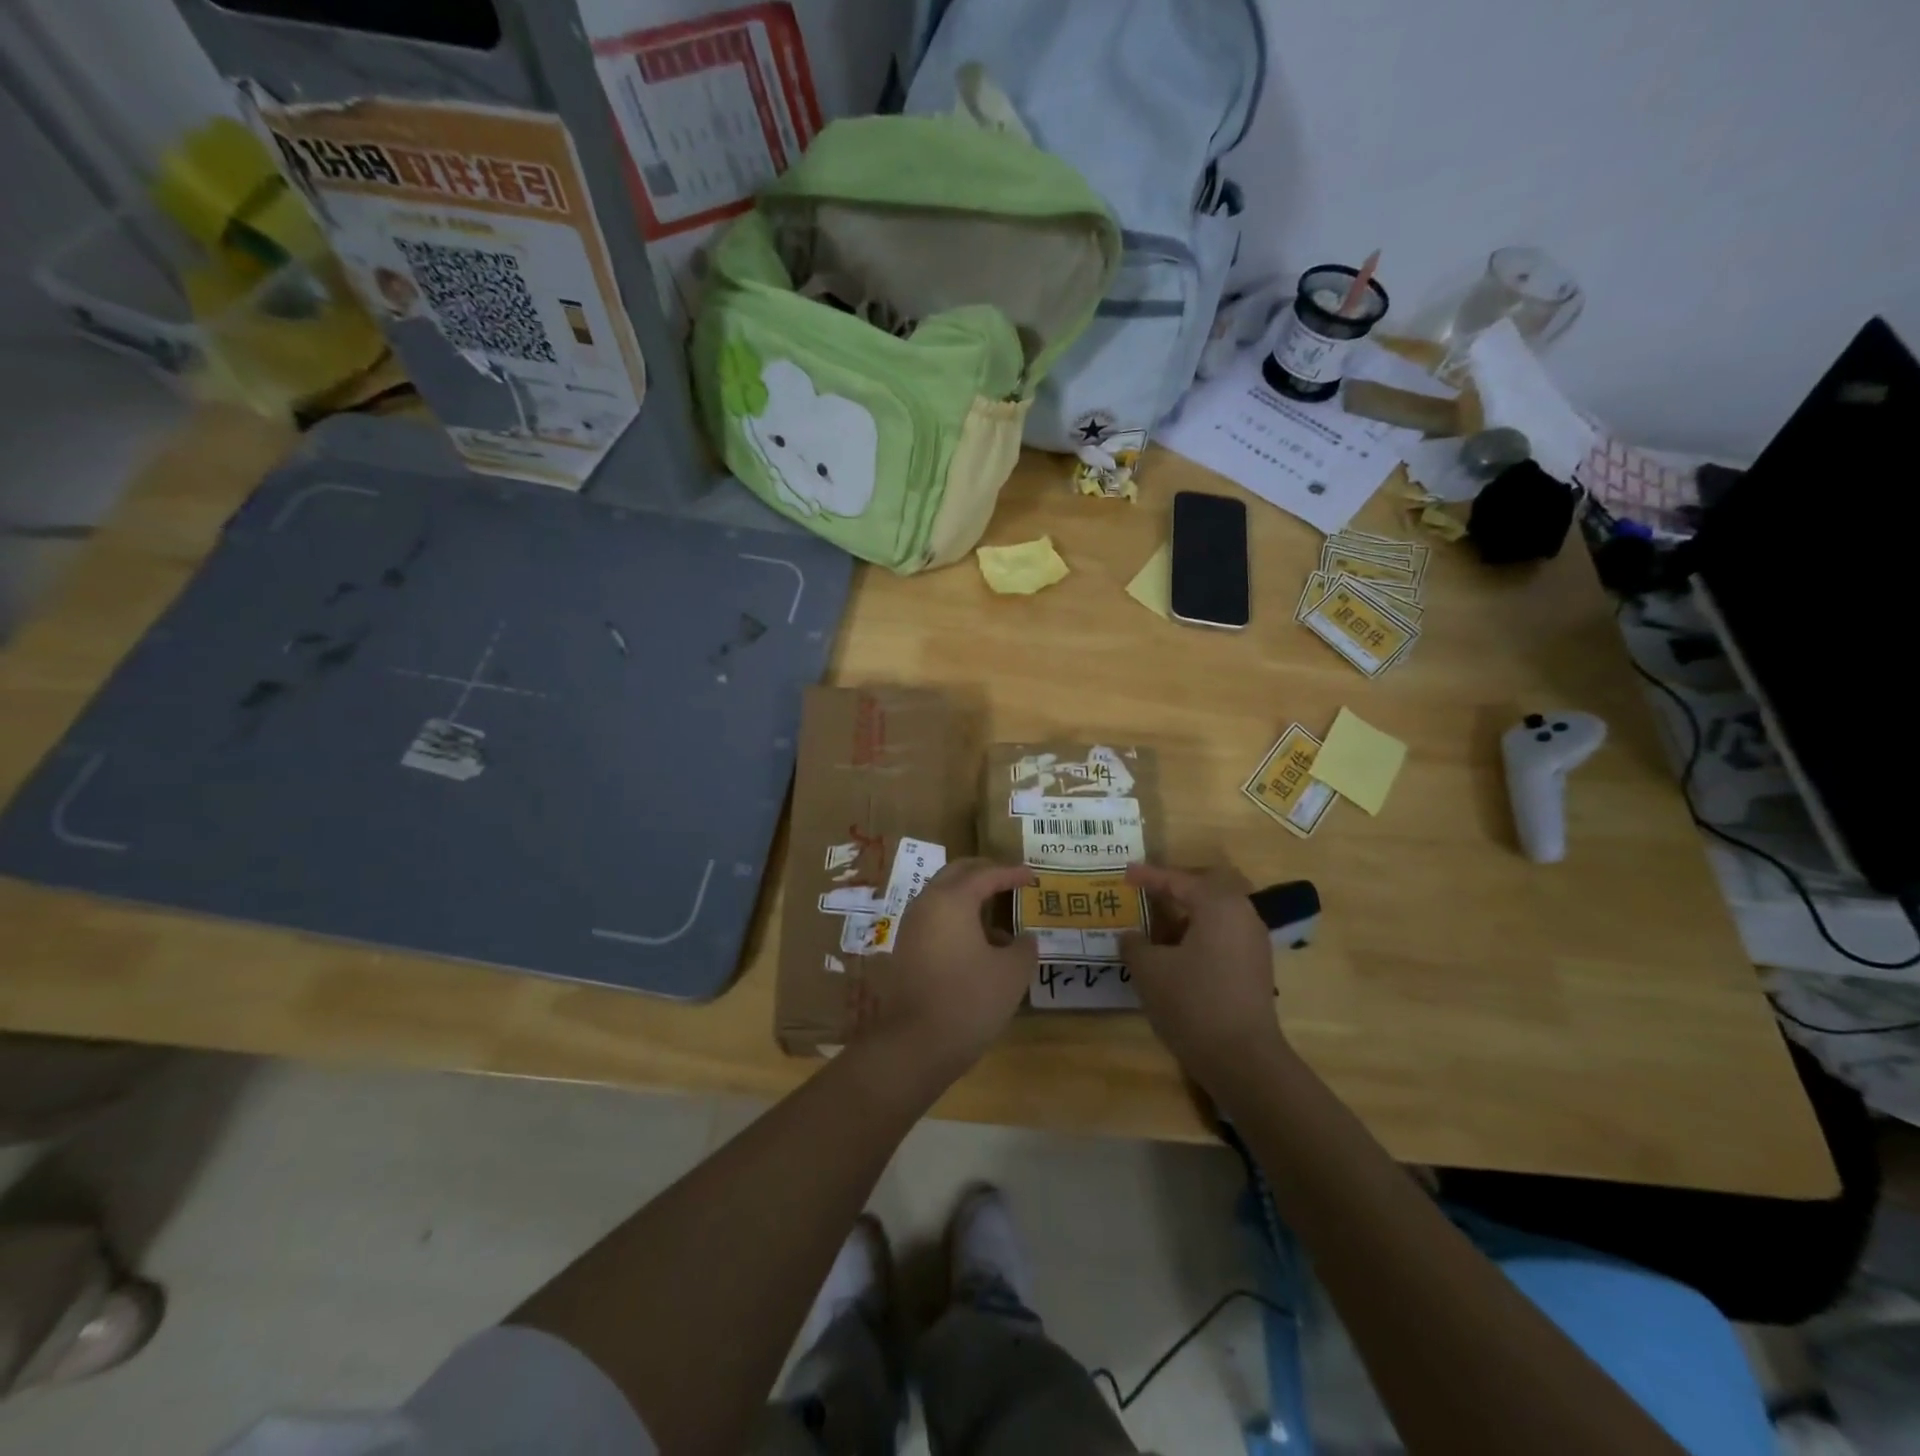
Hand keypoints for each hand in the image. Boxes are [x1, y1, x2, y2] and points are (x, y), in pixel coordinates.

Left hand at [857, 859, 1036, 1081]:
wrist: (915, 1045)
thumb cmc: (969, 1000)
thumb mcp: (1012, 973)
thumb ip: (1024, 947)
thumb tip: (1025, 938)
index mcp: (952, 900)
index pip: (986, 874)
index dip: (1012, 873)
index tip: (1033, 876)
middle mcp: (926, 904)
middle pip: (956, 874)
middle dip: (984, 873)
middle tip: (1009, 879)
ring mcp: (911, 927)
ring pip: (942, 897)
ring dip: (969, 898)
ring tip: (999, 917)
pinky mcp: (905, 950)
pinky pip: (935, 920)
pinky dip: (957, 920)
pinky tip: (979, 946)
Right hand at [1123, 863, 1287, 1079]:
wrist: (1243, 1059)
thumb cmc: (1192, 1002)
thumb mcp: (1149, 970)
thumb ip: (1134, 944)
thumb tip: (1130, 936)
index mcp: (1219, 905)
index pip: (1178, 881)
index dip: (1148, 877)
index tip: (1124, 875)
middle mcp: (1242, 916)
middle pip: (1203, 892)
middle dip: (1172, 893)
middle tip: (1144, 896)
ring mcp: (1253, 944)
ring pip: (1213, 917)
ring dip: (1184, 920)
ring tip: (1153, 932)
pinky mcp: (1255, 970)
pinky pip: (1221, 938)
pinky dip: (1197, 939)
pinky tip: (1174, 958)